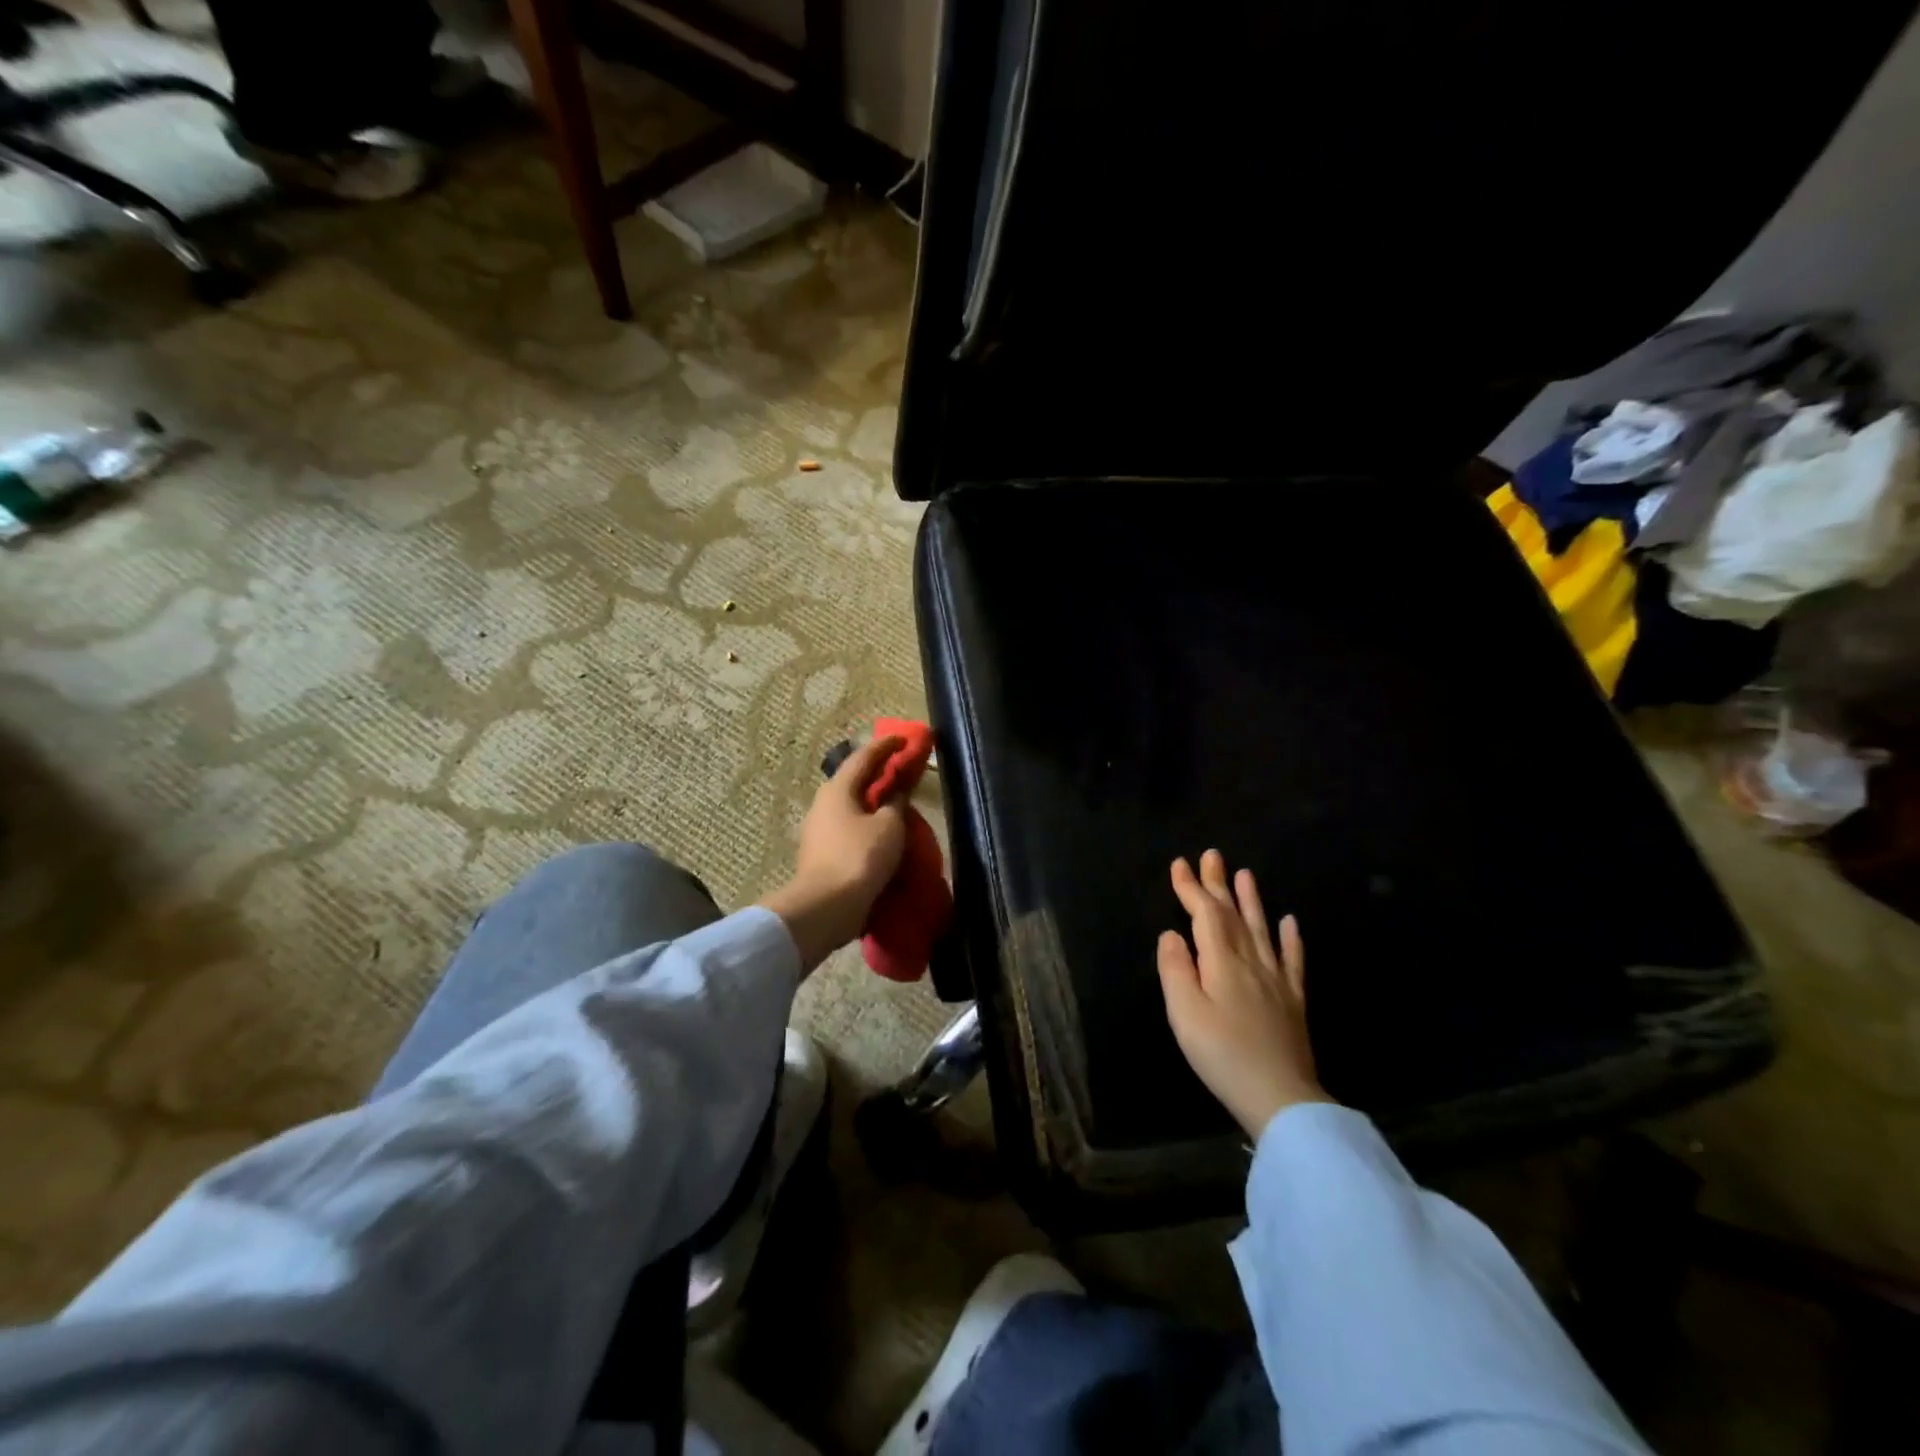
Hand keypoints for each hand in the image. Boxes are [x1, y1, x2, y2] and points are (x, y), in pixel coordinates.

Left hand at [760, 736, 908, 971]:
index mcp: (838, 790)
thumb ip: (895, 804)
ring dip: (873, 802)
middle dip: (878, 773)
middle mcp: (823, 805)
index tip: (905, 739)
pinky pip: (850, 829)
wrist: (825, 908)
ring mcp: (819, 831)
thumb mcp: (888, 827)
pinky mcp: (822, 855)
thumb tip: (896, 794)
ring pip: (851, 807)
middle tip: (902, 770)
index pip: (864, 757)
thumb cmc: (859, 858)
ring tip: (896, 804)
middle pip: (854, 781)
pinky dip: (868, 825)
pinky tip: (883, 834)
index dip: (886, 746)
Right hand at [1156, 850, 1328, 1138]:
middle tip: (1212, 855)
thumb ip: (1175, 969)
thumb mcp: (1184, 1013)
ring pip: (1262, 929)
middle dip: (1219, 884)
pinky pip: (1293, 960)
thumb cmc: (1222, 1055)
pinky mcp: (1293, 1001)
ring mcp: (1276, 980)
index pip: (1205, 915)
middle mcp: (1251, 961)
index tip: (1179, 864)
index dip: (1191, 888)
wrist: (1280, 1097)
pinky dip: (1291, 939)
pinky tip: (1290, 923)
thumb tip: (1171, 934)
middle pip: (1233, 914)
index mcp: (1222, 962)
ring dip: (1252, 900)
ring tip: (1246, 874)